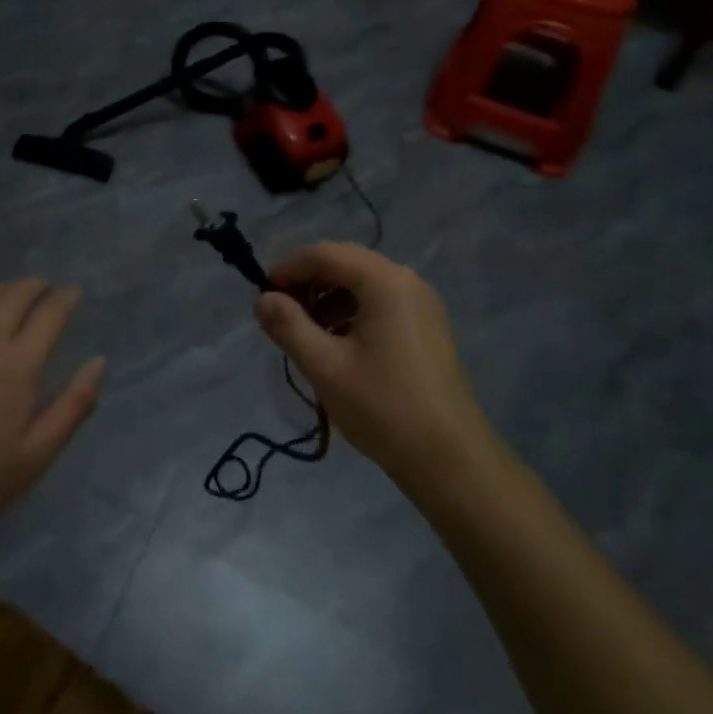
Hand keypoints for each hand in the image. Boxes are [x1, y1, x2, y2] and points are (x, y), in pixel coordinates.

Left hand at [0, 281, 104, 555]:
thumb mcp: (36, 457)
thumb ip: (73, 406)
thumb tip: (98, 362)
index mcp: (15, 368)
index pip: (49, 314)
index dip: (66, 298)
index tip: (74, 294)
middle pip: (14, 294)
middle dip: (36, 287)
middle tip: (46, 292)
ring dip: (2, 292)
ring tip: (11, 300)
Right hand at [254, 243, 489, 493]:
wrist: (450, 459)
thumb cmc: (383, 407)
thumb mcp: (325, 366)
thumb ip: (288, 326)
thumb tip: (263, 299)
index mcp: (384, 281)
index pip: (325, 254)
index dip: (288, 268)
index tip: (262, 295)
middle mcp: (407, 281)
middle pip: (346, 264)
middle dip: (308, 283)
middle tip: (280, 314)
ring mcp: (422, 304)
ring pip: (363, 285)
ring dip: (328, 299)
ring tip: (306, 334)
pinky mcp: (427, 327)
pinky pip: (380, 304)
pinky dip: (352, 313)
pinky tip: (337, 345)